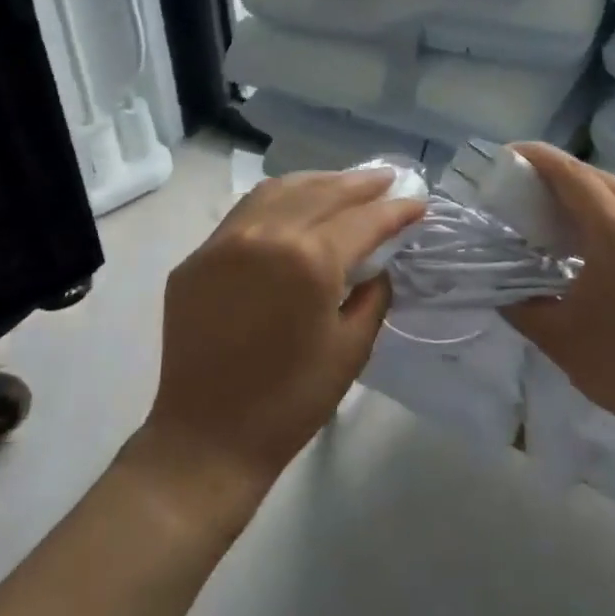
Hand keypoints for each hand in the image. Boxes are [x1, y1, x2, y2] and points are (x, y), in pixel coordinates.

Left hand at [145, 168, 426, 504]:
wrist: (208, 437)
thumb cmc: (292, 401)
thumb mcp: (352, 348)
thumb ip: (373, 294)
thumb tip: (377, 264)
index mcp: (308, 260)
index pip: (362, 220)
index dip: (395, 210)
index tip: (417, 202)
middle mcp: (264, 235)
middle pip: (321, 192)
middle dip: (360, 184)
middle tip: (387, 179)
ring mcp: (223, 242)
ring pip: (278, 191)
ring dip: (318, 183)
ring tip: (344, 184)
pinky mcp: (197, 257)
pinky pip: (244, 213)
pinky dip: (278, 201)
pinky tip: (294, 206)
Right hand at [503, 144, 614, 457]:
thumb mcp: (559, 337)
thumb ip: (519, 303)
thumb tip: (501, 286)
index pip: (570, 174)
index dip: (536, 158)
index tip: (506, 156)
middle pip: (598, 180)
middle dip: (559, 178)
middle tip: (525, 192)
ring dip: (589, 201)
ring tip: (558, 222)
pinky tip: (599, 248)